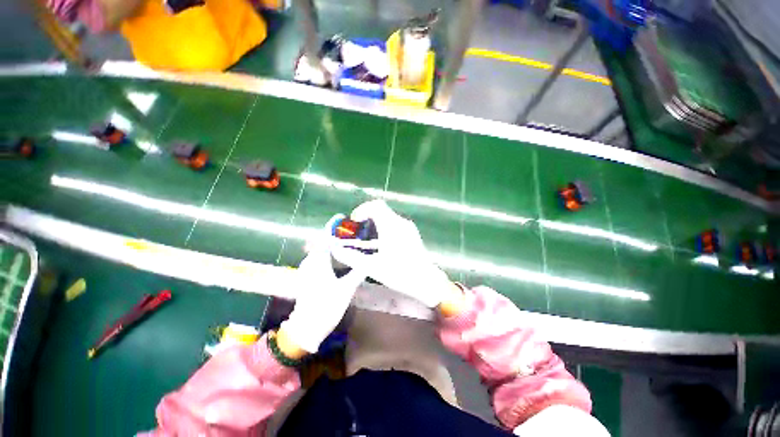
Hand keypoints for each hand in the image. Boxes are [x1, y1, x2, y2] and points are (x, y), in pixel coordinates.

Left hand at [279, 216, 365, 353]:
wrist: (307, 327)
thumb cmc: (326, 306)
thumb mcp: (346, 289)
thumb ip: (358, 272)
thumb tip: (371, 260)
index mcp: (318, 261)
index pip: (326, 237)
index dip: (335, 227)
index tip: (345, 219)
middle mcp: (310, 260)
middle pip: (325, 241)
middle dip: (338, 235)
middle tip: (354, 233)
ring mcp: (308, 267)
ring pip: (322, 249)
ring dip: (335, 244)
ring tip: (351, 242)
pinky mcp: (308, 274)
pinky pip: (320, 257)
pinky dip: (331, 253)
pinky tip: (342, 256)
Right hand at [330, 200, 453, 307]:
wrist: (426, 281)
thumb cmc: (400, 273)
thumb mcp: (372, 267)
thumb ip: (352, 257)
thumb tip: (335, 250)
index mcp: (391, 226)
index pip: (376, 205)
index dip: (362, 210)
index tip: (354, 223)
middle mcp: (400, 222)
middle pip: (381, 210)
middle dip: (366, 218)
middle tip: (358, 233)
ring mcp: (408, 227)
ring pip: (387, 217)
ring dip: (374, 224)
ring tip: (367, 240)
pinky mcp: (411, 233)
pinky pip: (394, 224)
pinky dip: (383, 228)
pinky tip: (381, 245)